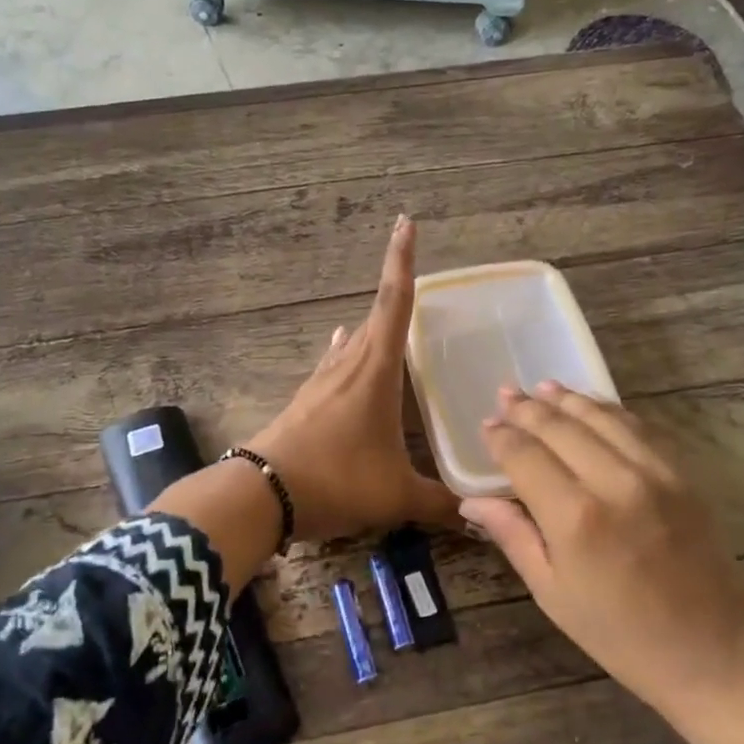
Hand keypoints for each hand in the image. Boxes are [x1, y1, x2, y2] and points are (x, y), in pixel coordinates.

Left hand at [246, 215, 458, 542]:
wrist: (261, 494)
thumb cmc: (336, 480)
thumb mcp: (395, 495)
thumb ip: (440, 504)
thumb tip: (482, 520)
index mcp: (375, 371)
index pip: (394, 303)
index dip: (402, 262)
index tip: (406, 223)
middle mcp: (348, 365)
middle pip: (375, 317)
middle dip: (395, 290)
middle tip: (415, 277)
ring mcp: (321, 382)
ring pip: (352, 342)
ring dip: (372, 327)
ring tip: (388, 318)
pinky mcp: (304, 402)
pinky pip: (333, 365)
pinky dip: (346, 352)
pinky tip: (342, 350)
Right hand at [458, 382, 743, 716]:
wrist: (715, 654)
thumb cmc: (621, 636)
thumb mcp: (553, 594)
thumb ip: (514, 536)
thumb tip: (473, 502)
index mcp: (574, 518)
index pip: (526, 457)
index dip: (502, 437)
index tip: (487, 425)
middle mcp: (614, 483)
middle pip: (562, 428)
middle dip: (528, 409)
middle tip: (506, 393)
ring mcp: (655, 474)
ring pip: (602, 418)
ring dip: (568, 400)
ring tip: (542, 387)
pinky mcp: (683, 477)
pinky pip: (640, 429)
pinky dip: (610, 412)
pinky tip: (593, 407)